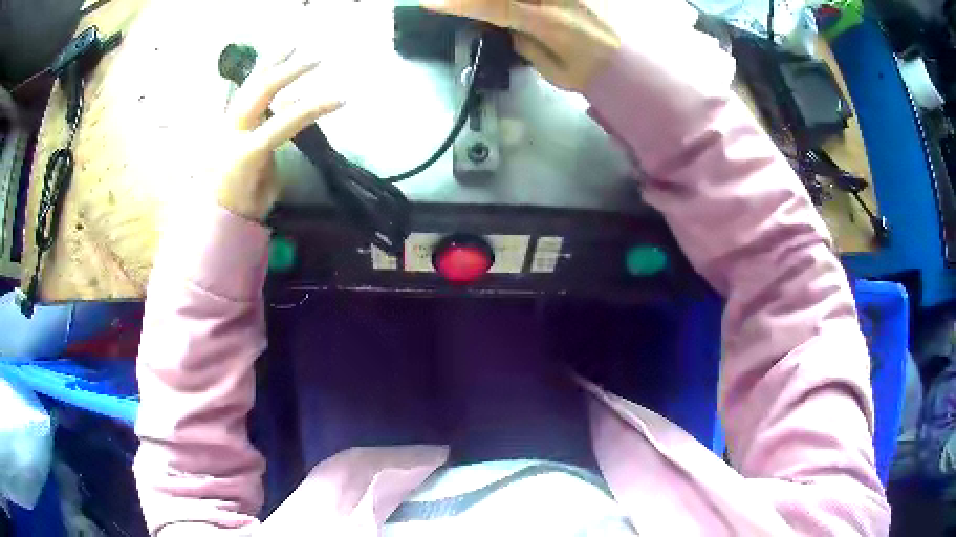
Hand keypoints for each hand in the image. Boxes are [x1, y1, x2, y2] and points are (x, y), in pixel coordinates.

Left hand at [212, 58, 343, 221]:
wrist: (208, 220)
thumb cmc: (240, 212)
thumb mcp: (266, 189)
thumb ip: (274, 155)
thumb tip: (279, 130)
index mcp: (246, 153)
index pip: (284, 122)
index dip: (314, 108)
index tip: (341, 99)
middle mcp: (231, 132)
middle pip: (261, 91)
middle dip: (289, 72)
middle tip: (315, 60)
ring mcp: (224, 125)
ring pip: (248, 85)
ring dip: (270, 64)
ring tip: (290, 46)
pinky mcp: (222, 124)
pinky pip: (242, 94)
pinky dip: (257, 77)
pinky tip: (268, 66)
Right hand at [422, 0, 620, 91]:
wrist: (639, 62)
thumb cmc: (596, 73)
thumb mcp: (556, 72)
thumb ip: (526, 45)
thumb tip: (507, 26)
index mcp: (548, 23)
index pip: (494, 7)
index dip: (459, 3)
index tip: (430, 2)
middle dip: (478, 0)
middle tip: (459, 6)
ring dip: (505, 3)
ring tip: (514, 22)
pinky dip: (523, 3)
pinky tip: (522, 11)